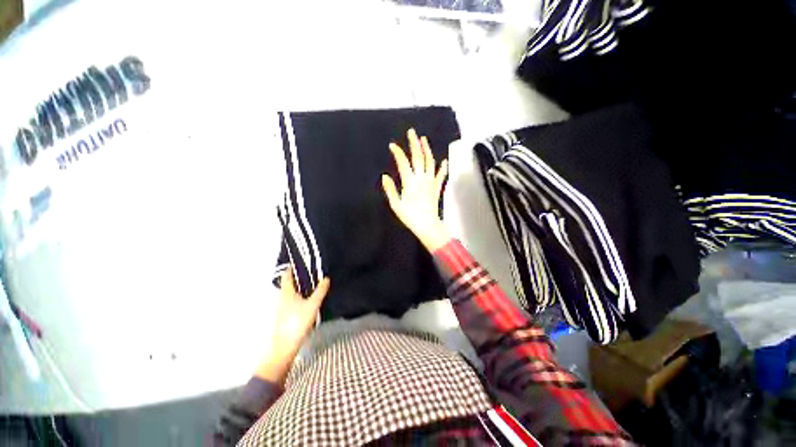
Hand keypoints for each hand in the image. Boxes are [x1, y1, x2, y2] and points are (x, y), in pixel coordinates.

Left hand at [255, 268, 329, 382]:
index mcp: (287, 292)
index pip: (287, 275)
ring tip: (313, 282)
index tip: (301, 260)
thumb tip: (326, 278)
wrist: (284, 346)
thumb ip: (320, 291)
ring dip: (300, 285)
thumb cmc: (297, 322)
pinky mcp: (285, 315)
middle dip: (298, 275)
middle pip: (289, 282)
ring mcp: (282, 307)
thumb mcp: (312, 305)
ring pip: (291, 291)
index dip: (292, 267)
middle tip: (312, 270)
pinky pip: (292, 299)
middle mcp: (282, 297)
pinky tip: (308, 298)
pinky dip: (300, 294)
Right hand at [382, 128, 451, 251]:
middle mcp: (421, 179)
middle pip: (418, 157)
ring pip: (430, 162)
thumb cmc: (410, 216)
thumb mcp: (396, 205)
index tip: (392, 145)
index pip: (403, 162)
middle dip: (414, 143)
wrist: (427, 225)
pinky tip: (444, 161)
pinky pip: (440, 175)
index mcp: (410, 182)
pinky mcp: (437, 188)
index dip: (398, 152)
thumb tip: (384, 176)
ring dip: (427, 150)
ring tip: (424, 139)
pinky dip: (442, 167)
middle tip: (412, 132)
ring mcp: (431, 182)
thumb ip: (390, 189)